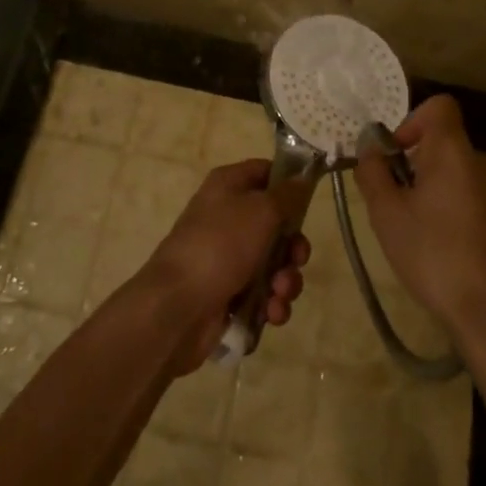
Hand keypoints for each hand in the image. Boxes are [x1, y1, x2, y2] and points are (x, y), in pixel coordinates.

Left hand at [142, 160, 309, 372]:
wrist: (177, 307)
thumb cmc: (221, 245)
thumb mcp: (262, 210)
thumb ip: (287, 195)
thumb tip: (301, 180)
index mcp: (228, 186)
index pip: (266, 172)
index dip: (289, 184)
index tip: (309, 201)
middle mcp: (228, 217)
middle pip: (276, 224)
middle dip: (293, 247)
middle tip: (296, 260)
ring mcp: (227, 257)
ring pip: (273, 263)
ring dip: (285, 280)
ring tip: (279, 293)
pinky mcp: (228, 292)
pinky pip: (262, 293)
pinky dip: (271, 303)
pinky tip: (271, 313)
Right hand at [353, 95, 485, 347]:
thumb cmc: (433, 253)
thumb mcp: (387, 213)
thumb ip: (373, 172)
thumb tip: (370, 148)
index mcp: (455, 150)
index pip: (439, 106)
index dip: (412, 121)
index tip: (396, 155)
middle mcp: (482, 160)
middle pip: (443, 142)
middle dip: (415, 162)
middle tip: (394, 200)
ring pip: (455, 171)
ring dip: (431, 187)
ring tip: (413, 228)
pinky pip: (469, 193)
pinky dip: (450, 206)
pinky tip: (438, 245)